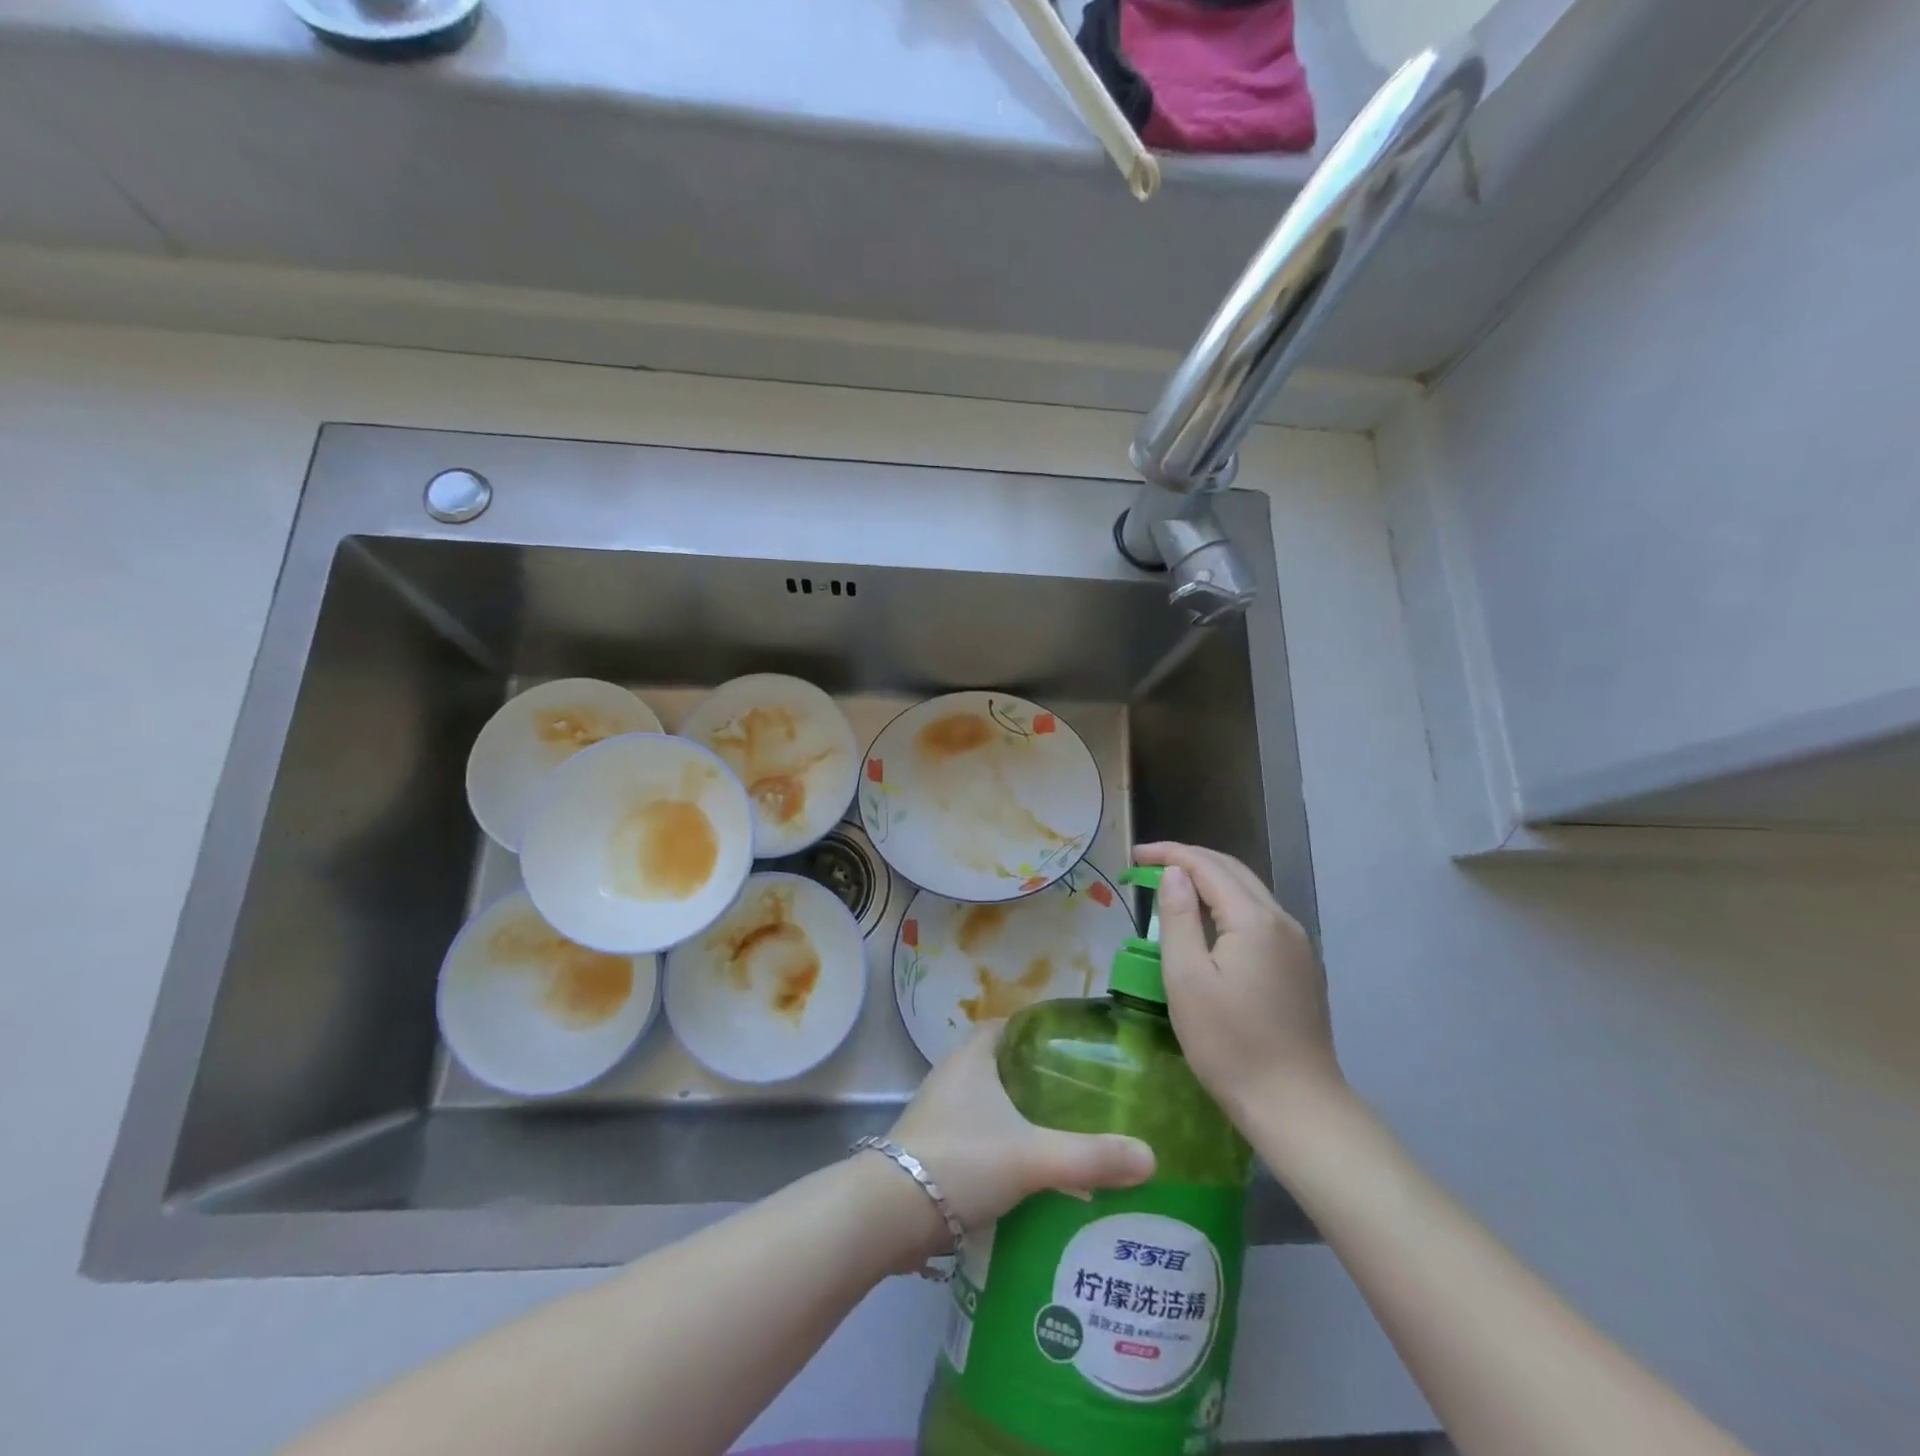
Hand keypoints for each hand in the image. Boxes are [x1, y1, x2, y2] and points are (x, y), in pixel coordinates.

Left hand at [886, 1023, 1154, 1236]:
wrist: (890, 1213)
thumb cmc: (961, 1160)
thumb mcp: (1032, 1156)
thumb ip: (1090, 1156)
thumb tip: (1150, 1156)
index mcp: (972, 1057)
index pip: (1007, 1026)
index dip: (1038, 1031)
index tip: (1073, 1048)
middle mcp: (952, 1076)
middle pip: (1000, 1065)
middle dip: (1036, 1078)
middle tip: (1079, 1096)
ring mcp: (938, 1114)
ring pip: (988, 1103)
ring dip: (1018, 1115)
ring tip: (1062, 1134)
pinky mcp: (932, 1150)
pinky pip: (976, 1136)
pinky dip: (1001, 1146)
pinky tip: (1028, 1174)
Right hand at [1134, 842, 1340, 1121]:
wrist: (1296, 1106)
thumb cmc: (1230, 1045)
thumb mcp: (1187, 980)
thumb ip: (1179, 919)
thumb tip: (1174, 874)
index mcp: (1254, 920)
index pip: (1207, 866)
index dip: (1169, 854)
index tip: (1134, 854)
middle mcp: (1282, 921)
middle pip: (1233, 870)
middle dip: (1190, 860)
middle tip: (1148, 864)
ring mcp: (1297, 944)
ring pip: (1249, 892)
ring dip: (1210, 880)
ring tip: (1173, 887)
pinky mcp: (1301, 966)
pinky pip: (1260, 916)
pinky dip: (1229, 903)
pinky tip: (1210, 922)